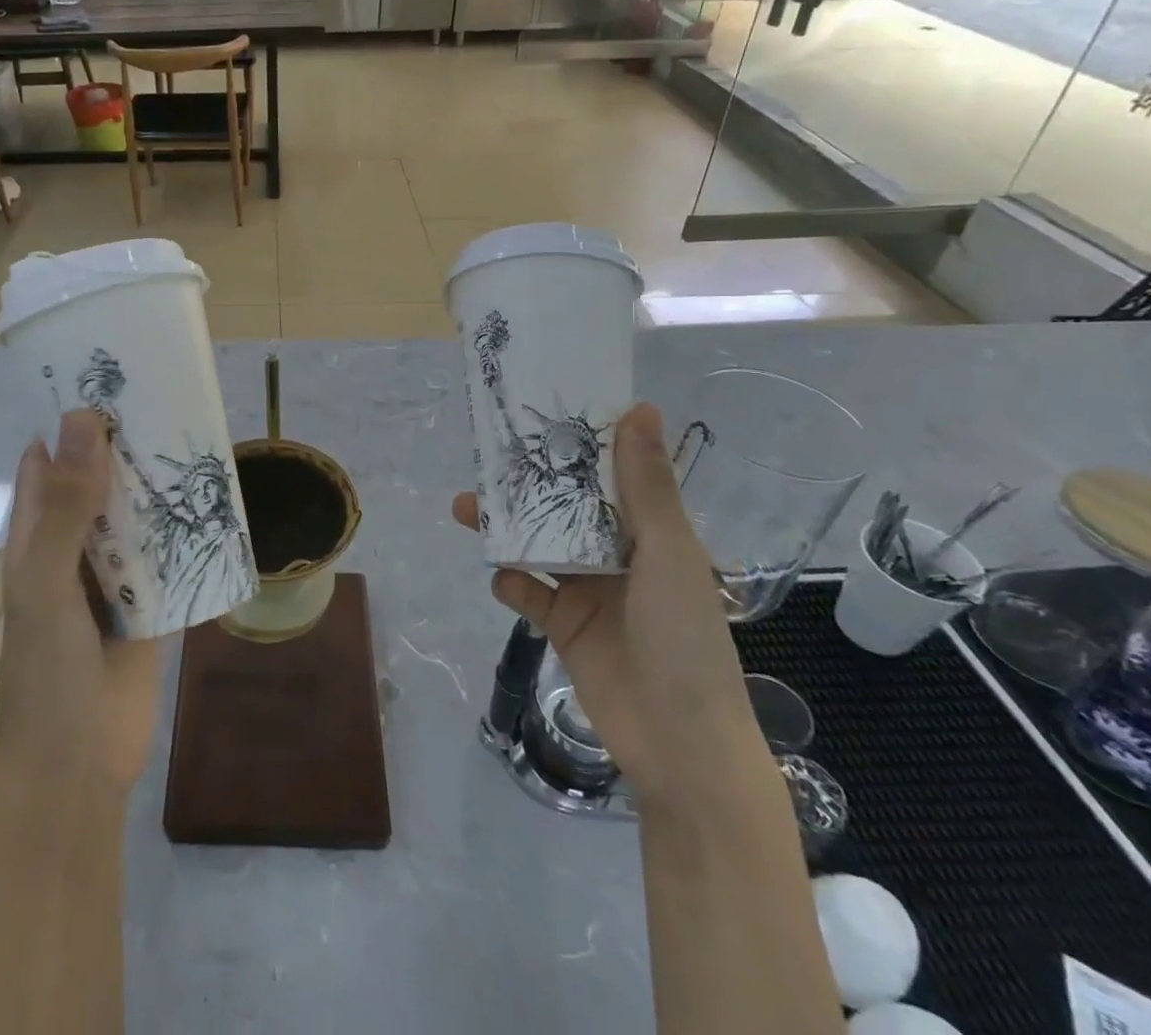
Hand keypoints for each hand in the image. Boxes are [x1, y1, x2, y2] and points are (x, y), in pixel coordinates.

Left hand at [0, 409, 160, 791]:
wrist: (78, 765)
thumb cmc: (45, 670)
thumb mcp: (46, 580)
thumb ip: (66, 504)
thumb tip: (85, 418)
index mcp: (36, 532)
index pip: (49, 458)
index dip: (71, 418)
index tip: (109, 374)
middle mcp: (74, 543)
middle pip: (100, 479)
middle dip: (127, 443)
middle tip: (169, 394)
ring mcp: (113, 572)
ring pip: (138, 512)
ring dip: (160, 482)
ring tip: (198, 433)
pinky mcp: (150, 599)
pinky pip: (169, 552)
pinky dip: (186, 528)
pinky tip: (217, 500)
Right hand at [456, 402, 767, 808]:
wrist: (680, 743)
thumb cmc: (685, 638)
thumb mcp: (667, 554)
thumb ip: (645, 486)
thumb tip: (640, 407)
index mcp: (650, 533)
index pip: (609, 475)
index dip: (578, 444)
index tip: (541, 412)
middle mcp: (615, 554)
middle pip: (563, 506)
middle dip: (526, 484)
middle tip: (486, 458)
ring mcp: (586, 590)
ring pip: (536, 544)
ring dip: (504, 527)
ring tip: (466, 507)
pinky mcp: (561, 624)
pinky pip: (526, 591)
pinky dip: (510, 580)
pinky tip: (500, 575)